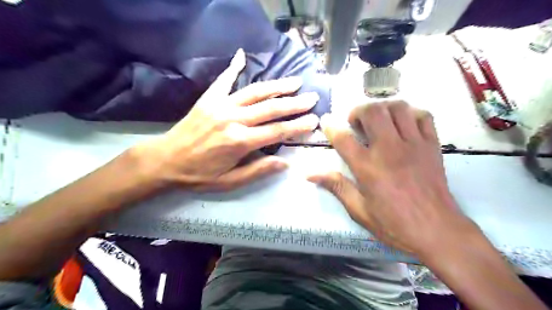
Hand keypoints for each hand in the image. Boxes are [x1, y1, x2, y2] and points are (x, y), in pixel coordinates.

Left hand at [133, 49, 318, 190]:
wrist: (165, 160)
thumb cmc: (199, 175)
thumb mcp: (230, 182)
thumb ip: (258, 170)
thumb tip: (285, 163)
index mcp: (240, 142)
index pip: (277, 131)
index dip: (298, 126)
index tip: (314, 120)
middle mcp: (233, 119)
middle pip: (271, 108)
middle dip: (294, 103)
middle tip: (312, 97)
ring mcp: (220, 105)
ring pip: (255, 92)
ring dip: (277, 86)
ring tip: (294, 82)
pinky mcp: (209, 99)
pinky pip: (224, 80)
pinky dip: (234, 67)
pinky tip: (242, 56)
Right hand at [308, 102, 481, 257]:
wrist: (437, 231)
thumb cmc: (394, 224)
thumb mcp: (359, 210)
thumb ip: (336, 186)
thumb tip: (310, 174)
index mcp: (368, 167)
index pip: (343, 138)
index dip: (330, 126)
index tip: (326, 121)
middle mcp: (389, 149)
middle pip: (372, 112)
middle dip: (358, 111)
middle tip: (355, 123)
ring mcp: (413, 144)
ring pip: (397, 107)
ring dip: (383, 109)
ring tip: (378, 121)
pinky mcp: (432, 145)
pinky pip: (423, 116)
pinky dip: (410, 114)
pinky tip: (403, 125)